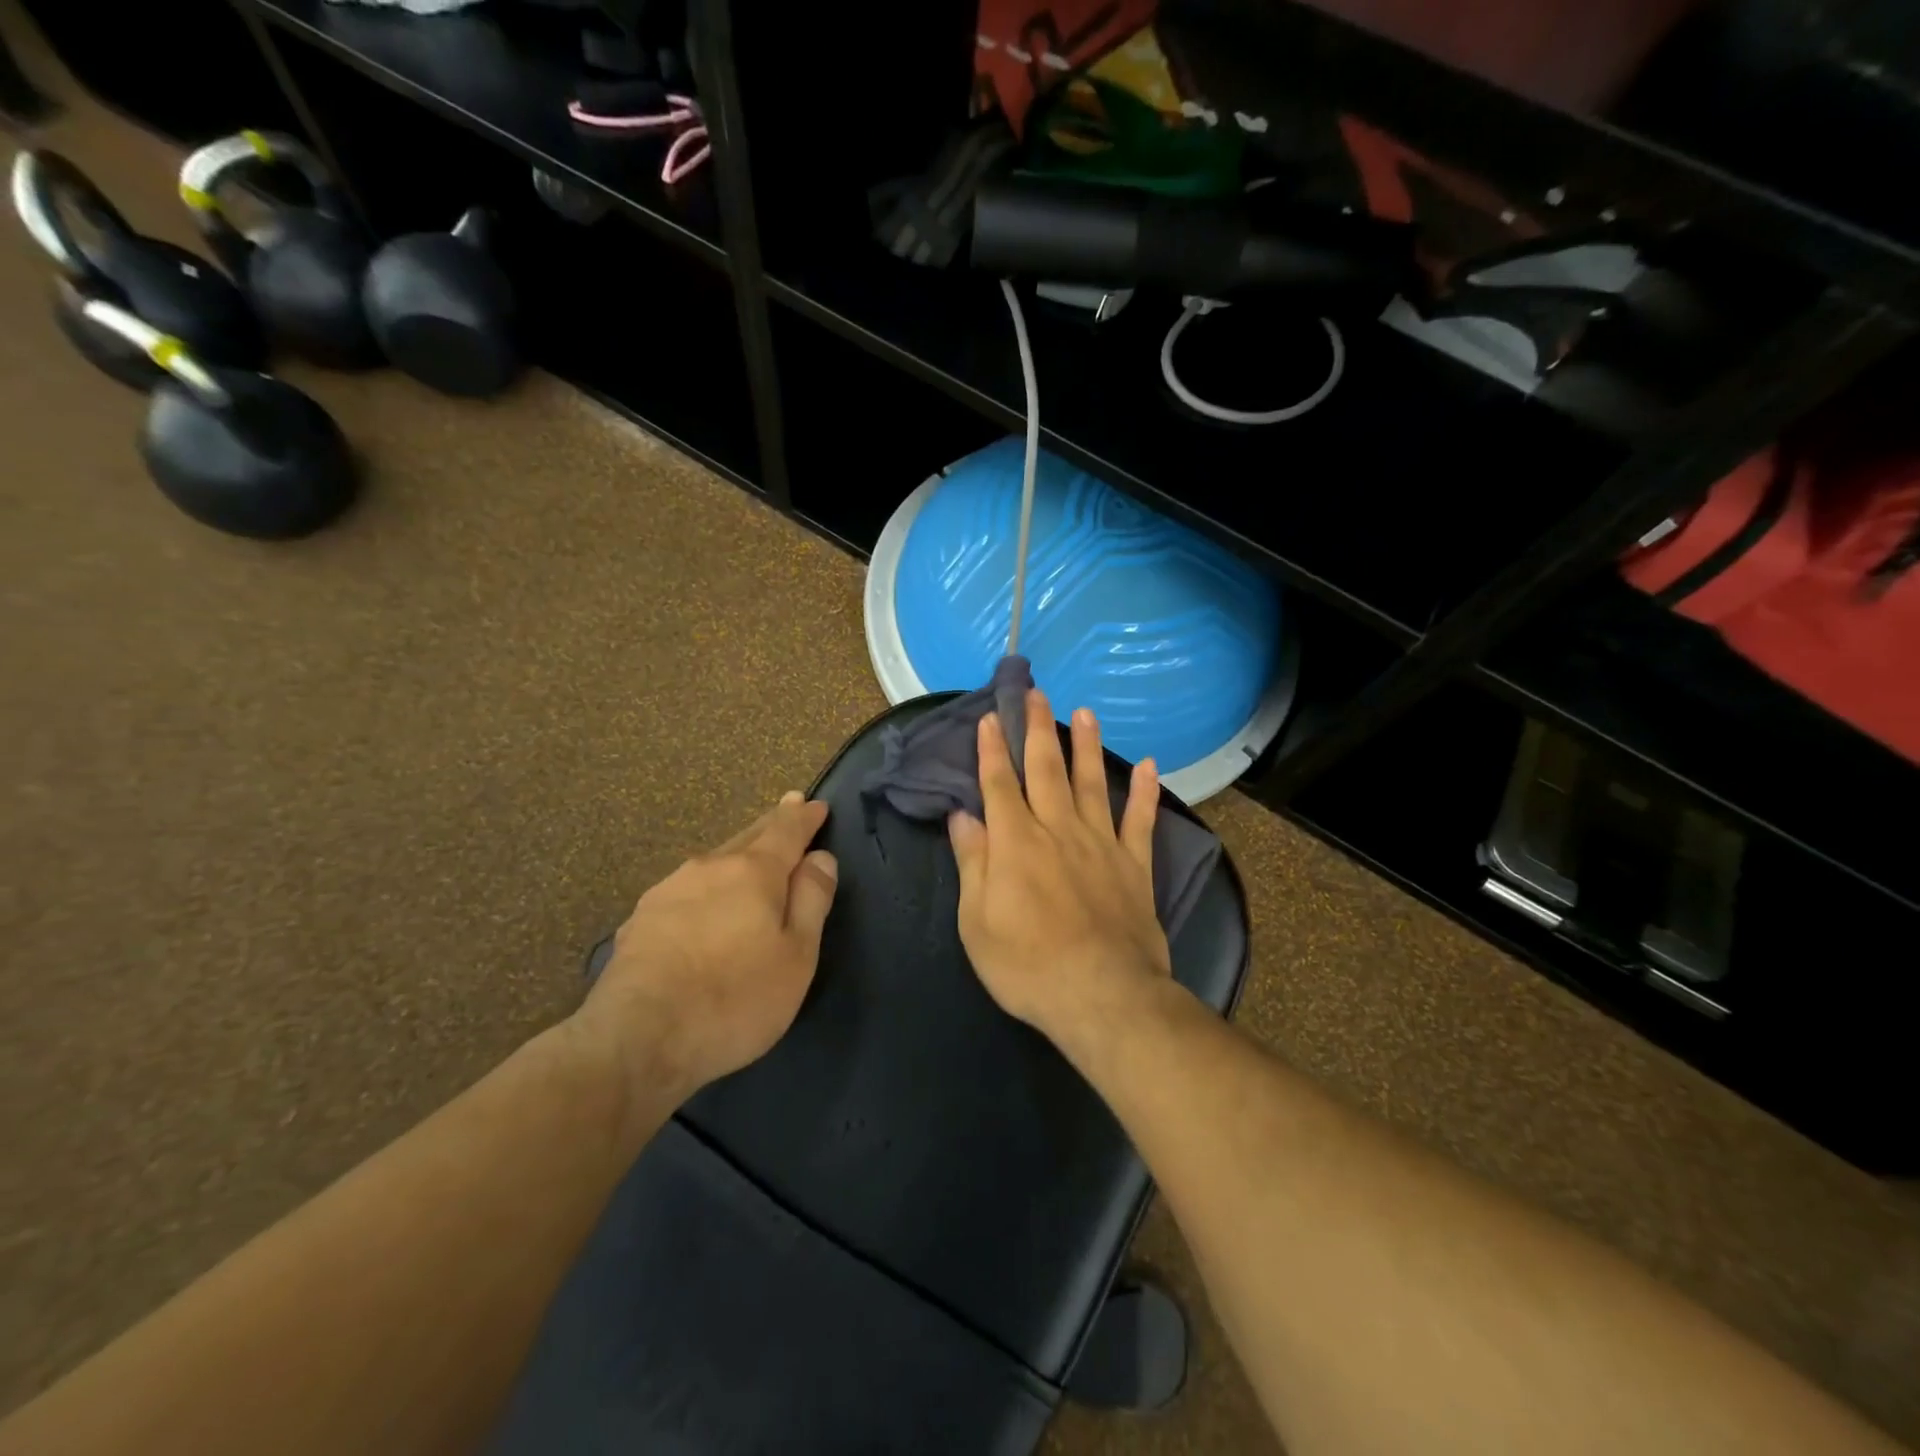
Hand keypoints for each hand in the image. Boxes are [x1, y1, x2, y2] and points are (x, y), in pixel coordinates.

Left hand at [575, 792, 837, 1110]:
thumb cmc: (734, 999)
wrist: (636, 1040)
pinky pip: (686, 890)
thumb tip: (820, 858)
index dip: (804, 817)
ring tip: (749, 856)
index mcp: (753, 872)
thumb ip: (811, 900)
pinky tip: (703, 904)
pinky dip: (706, 887)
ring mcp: (668, 891)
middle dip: (772, 824)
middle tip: (787, 808)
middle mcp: (709, 868)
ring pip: (714, 862)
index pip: (786, 830)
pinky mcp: (639, 920)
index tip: (816, 804)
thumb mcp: (796, 955)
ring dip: (737, 855)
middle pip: (748, 837)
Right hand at [948, 690, 1171, 1044]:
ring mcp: (1101, 843)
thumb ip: (972, 862)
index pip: (998, 784)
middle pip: (1045, 769)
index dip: (992, 749)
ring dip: (1086, 746)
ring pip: (1092, 782)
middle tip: (1035, 693)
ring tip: (1085, 712)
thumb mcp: (977, 921)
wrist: (1101, 995)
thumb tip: (963, 816)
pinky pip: (1141, 820)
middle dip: (1036, 729)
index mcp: (1015, 842)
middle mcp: (1058, 829)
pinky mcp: (1134, 864)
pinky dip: (1146, 792)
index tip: (989, 717)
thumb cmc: (1026, 964)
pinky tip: (1149, 765)